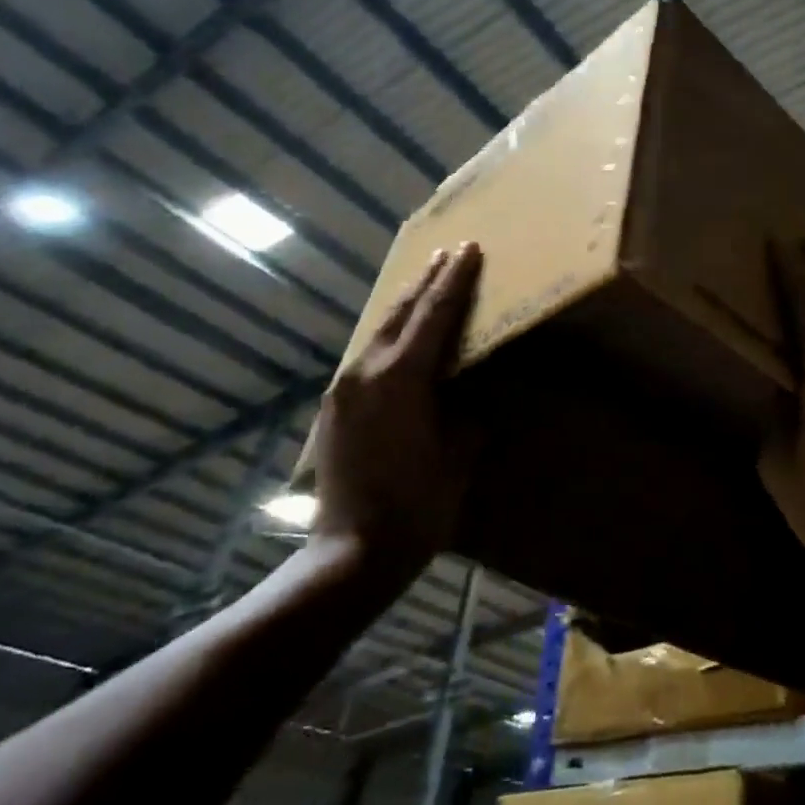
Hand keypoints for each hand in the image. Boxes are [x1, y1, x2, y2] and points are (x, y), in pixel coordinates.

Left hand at [312, 243, 482, 572]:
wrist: (350, 554)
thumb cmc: (417, 507)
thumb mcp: (458, 456)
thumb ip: (466, 414)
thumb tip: (469, 394)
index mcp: (401, 380)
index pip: (434, 316)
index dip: (455, 281)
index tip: (469, 249)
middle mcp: (366, 374)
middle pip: (400, 313)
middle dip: (426, 281)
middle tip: (449, 253)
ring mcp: (344, 390)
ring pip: (379, 332)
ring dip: (405, 305)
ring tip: (425, 282)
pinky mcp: (335, 409)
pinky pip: (366, 356)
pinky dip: (389, 335)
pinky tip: (398, 336)